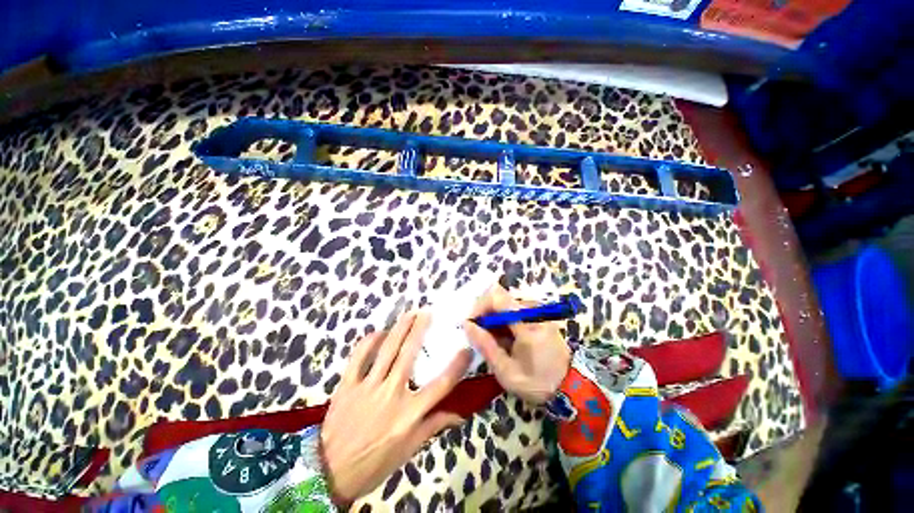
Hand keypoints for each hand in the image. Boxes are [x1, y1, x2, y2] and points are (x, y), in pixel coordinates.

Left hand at [320, 311, 471, 503]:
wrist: (330, 473)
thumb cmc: (375, 463)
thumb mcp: (409, 450)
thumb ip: (433, 426)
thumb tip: (459, 414)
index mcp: (409, 414)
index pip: (441, 385)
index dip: (456, 366)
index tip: (466, 349)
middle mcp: (391, 395)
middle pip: (409, 355)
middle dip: (420, 330)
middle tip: (427, 312)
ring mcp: (368, 387)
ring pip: (387, 350)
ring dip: (399, 328)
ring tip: (409, 313)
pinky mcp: (347, 385)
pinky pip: (359, 357)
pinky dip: (369, 342)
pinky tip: (379, 332)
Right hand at [463, 284, 570, 404]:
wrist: (571, 387)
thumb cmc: (537, 383)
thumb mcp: (506, 370)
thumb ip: (485, 345)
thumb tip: (467, 324)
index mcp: (527, 323)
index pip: (496, 298)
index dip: (479, 306)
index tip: (470, 323)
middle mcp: (533, 310)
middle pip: (500, 298)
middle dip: (485, 314)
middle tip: (478, 335)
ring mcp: (538, 311)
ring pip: (505, 303)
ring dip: (493, 318)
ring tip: (491, 340)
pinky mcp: (539, 315)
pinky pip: (514, 310)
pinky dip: (503, 321)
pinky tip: (503, 338)